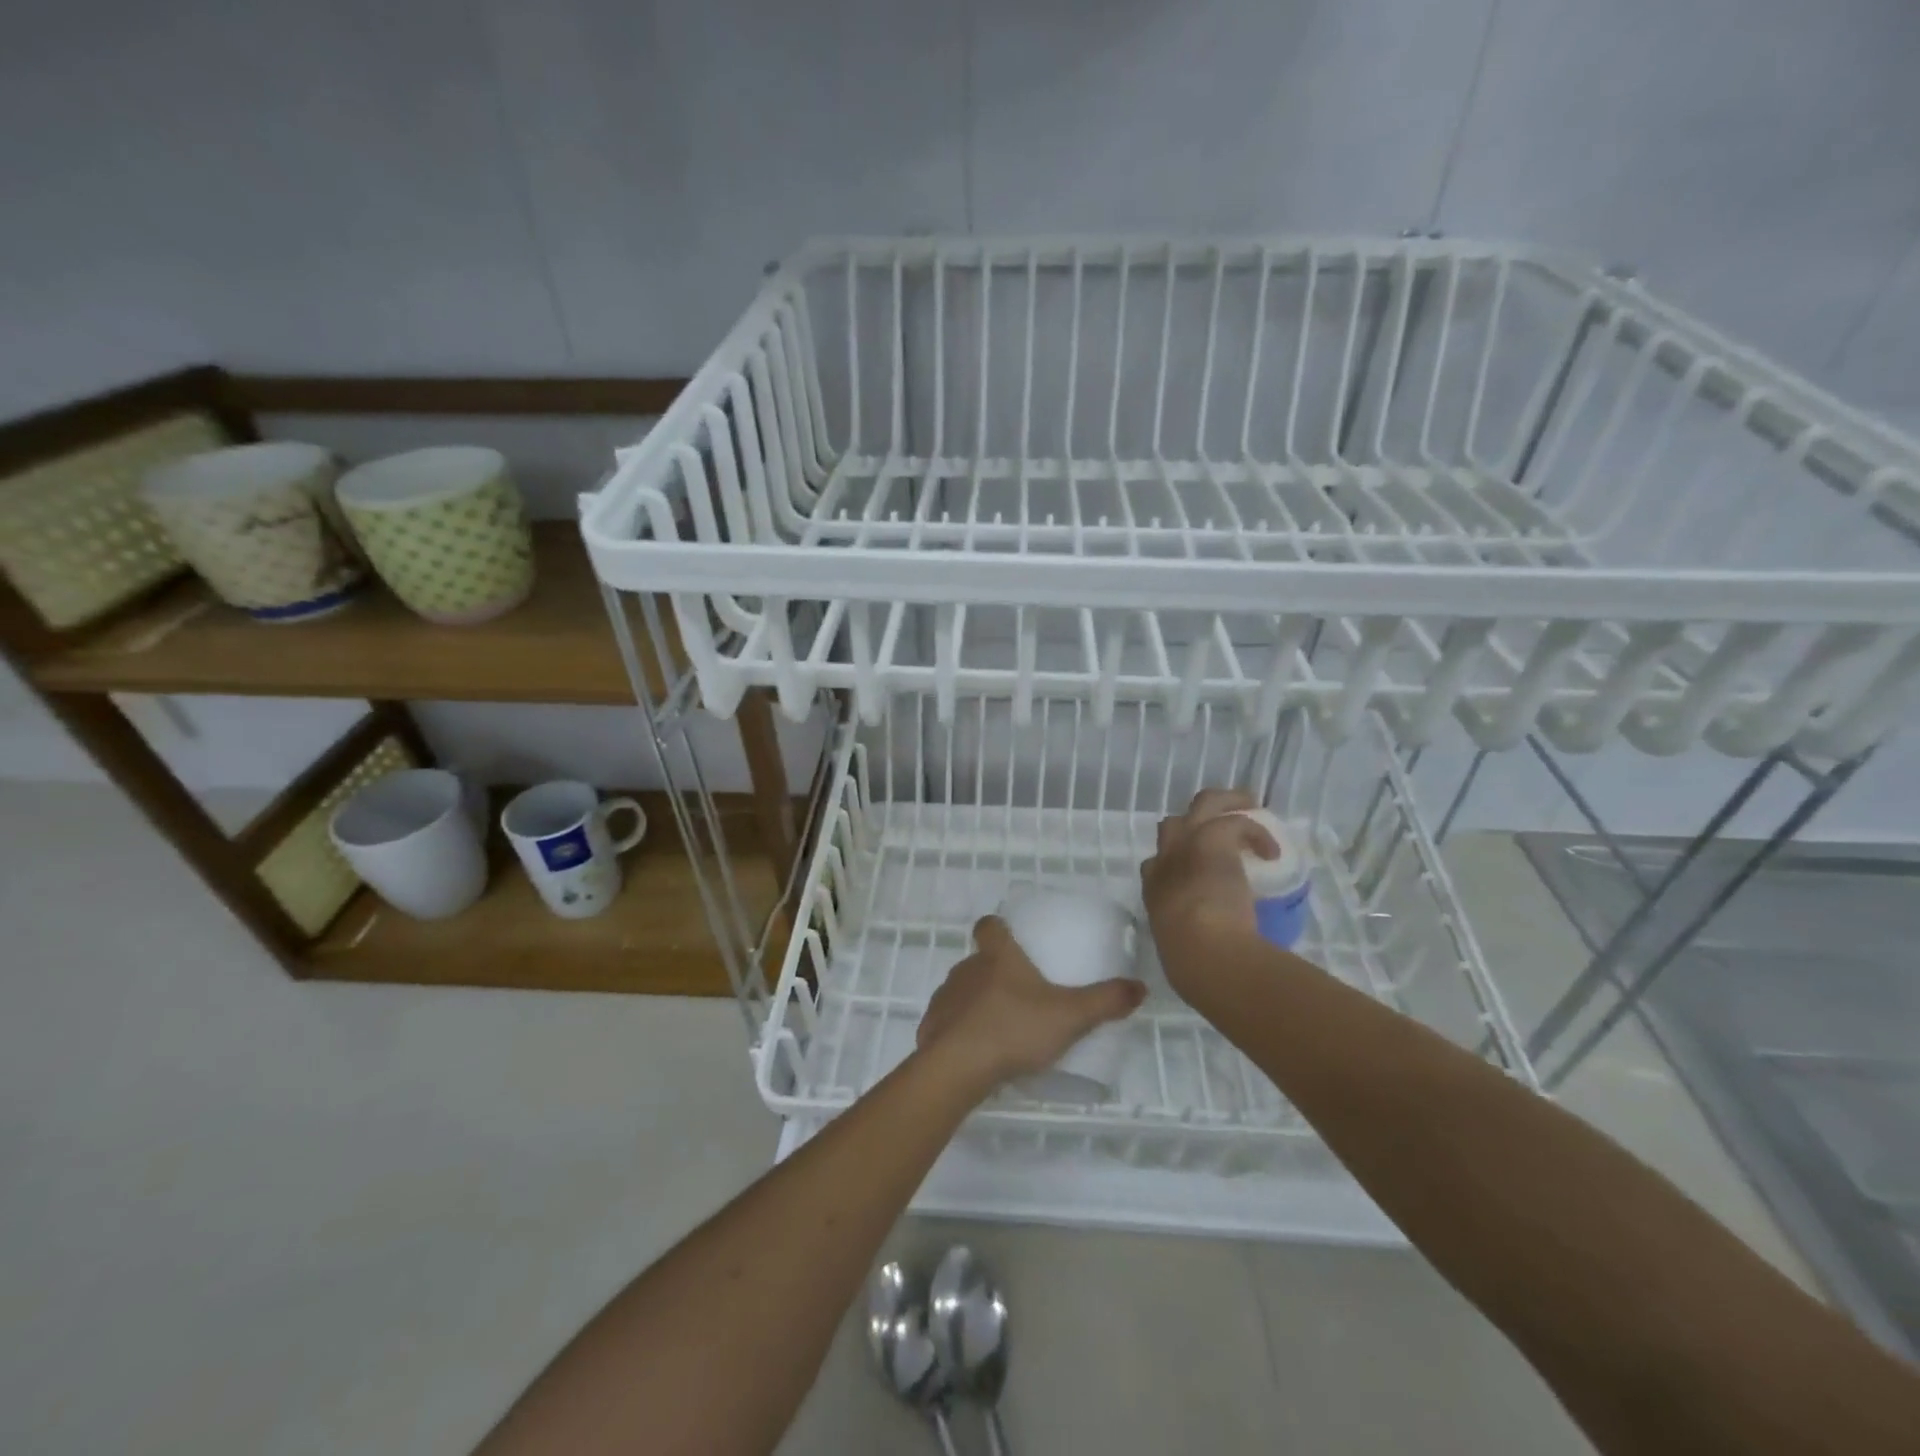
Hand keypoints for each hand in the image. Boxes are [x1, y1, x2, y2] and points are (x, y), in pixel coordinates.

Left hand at [917, 915, 1146, 1094]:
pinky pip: (948, 1022)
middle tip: (1022, 993)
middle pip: (979, 960)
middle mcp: (967, 969)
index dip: (998, 927)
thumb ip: (1106, 1001)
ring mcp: (945, 997)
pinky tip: (979, 1053)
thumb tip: (1140, 987)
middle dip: (996, 972)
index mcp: (997, 956)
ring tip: (1003, 1027)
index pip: (989, 925)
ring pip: (963, 991)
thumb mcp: (1070, 1016)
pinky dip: (962, 1031)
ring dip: (978, 1002)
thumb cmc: (1014, 1029)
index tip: (1011, 937)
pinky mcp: (932, 1027)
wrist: (956, 1067)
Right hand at [1141, 789, 1277, 994]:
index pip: (1156, 863)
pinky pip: (1237, 821)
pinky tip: (1272, 851)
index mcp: (1155, 889)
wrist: (1203, 950)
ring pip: (1204, 803)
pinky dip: (1256, 833)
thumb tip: (1210, 959)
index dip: (1176, 861)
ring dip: (1228, 803)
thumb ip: (1191, 943)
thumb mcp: (1182, 951)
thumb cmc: (1192, 962)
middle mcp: (1165, 861)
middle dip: (1196, 822)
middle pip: (1172, 824)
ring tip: (1251, 808)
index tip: (1198, 872)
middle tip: (1224, 829)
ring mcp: (1187, 845)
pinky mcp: (1213, 839)